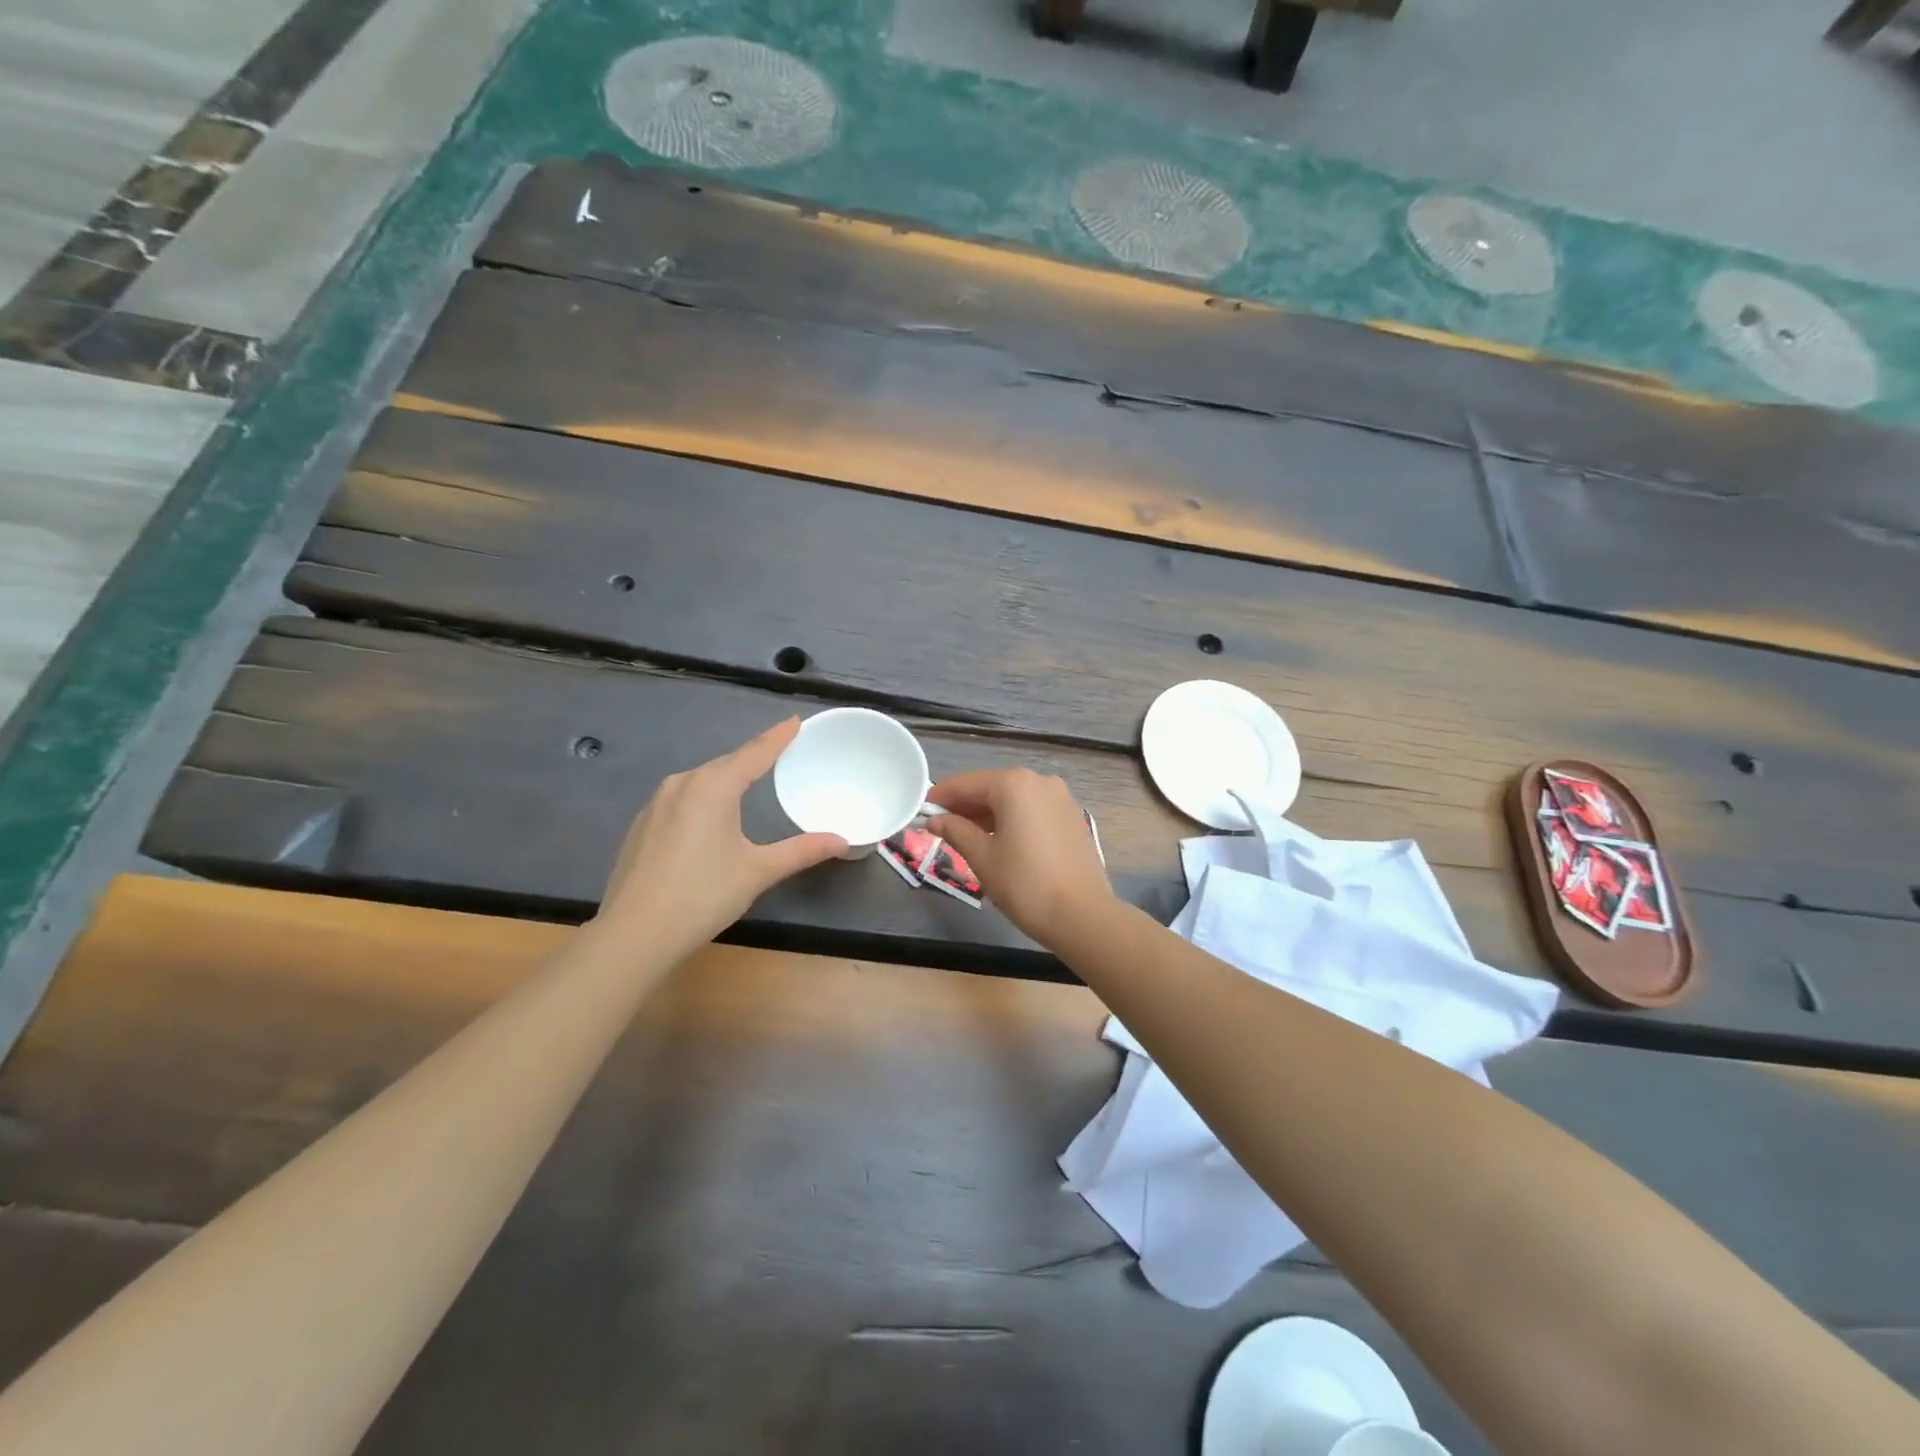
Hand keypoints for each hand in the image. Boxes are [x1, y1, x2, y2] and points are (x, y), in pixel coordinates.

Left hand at [598, 719, 846, 947]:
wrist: (634, 934)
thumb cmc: (703, 895)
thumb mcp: (759, 871)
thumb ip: (802, 851)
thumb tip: (842, 841)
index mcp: (713, 786)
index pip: (755, 753)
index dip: (778, 737)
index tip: (795, 720)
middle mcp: (682, 784)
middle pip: (726, 764)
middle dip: (753, 758)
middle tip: (779, 751)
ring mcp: (656, 804)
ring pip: (701, 782)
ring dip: (727, 779)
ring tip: (748, 781)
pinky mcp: (642, 826)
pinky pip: (682, 800)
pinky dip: (704, 800)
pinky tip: (710, 817)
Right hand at [926, 768, 1112, 946]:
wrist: (1082, 915)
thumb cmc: (1025, 884)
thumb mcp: (982, 857)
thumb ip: (956, 831)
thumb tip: (936, 820)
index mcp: (1013, 784)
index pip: (966, 783)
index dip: (941, 797)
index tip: (922, 812)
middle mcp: (1039, 781)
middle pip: (991, 787)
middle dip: (965, 806)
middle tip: (941, 828)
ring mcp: (1060, 797)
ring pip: (1013, 799)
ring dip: (988, 814)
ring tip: (967, 838)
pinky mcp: (1071, 817)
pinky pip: (1032, 810)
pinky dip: (1012, 819)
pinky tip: (1000, 841)